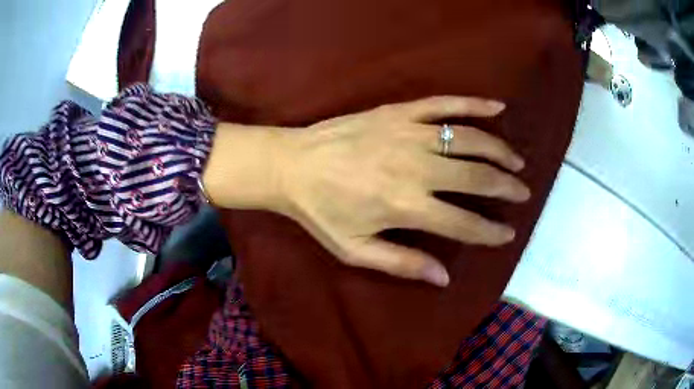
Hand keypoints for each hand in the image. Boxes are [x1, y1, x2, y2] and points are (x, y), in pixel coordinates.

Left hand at [279, 96, 529, 286]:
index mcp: (405, 206)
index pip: (464, 223)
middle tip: (523, 193)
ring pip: (469, 139)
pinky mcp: (399, 112)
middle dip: (506, 187)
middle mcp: (416, 168)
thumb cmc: (320, 211)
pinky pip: (444, 104)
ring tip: (517, 162)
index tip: (508, 233)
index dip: (490, 231)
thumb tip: (444, 277)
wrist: (290, 165)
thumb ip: (401, 264)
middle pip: (477, 177)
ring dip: (499, 151)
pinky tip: (497, 108)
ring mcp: (409, 133)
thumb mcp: (354, 250)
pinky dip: (474, 104)